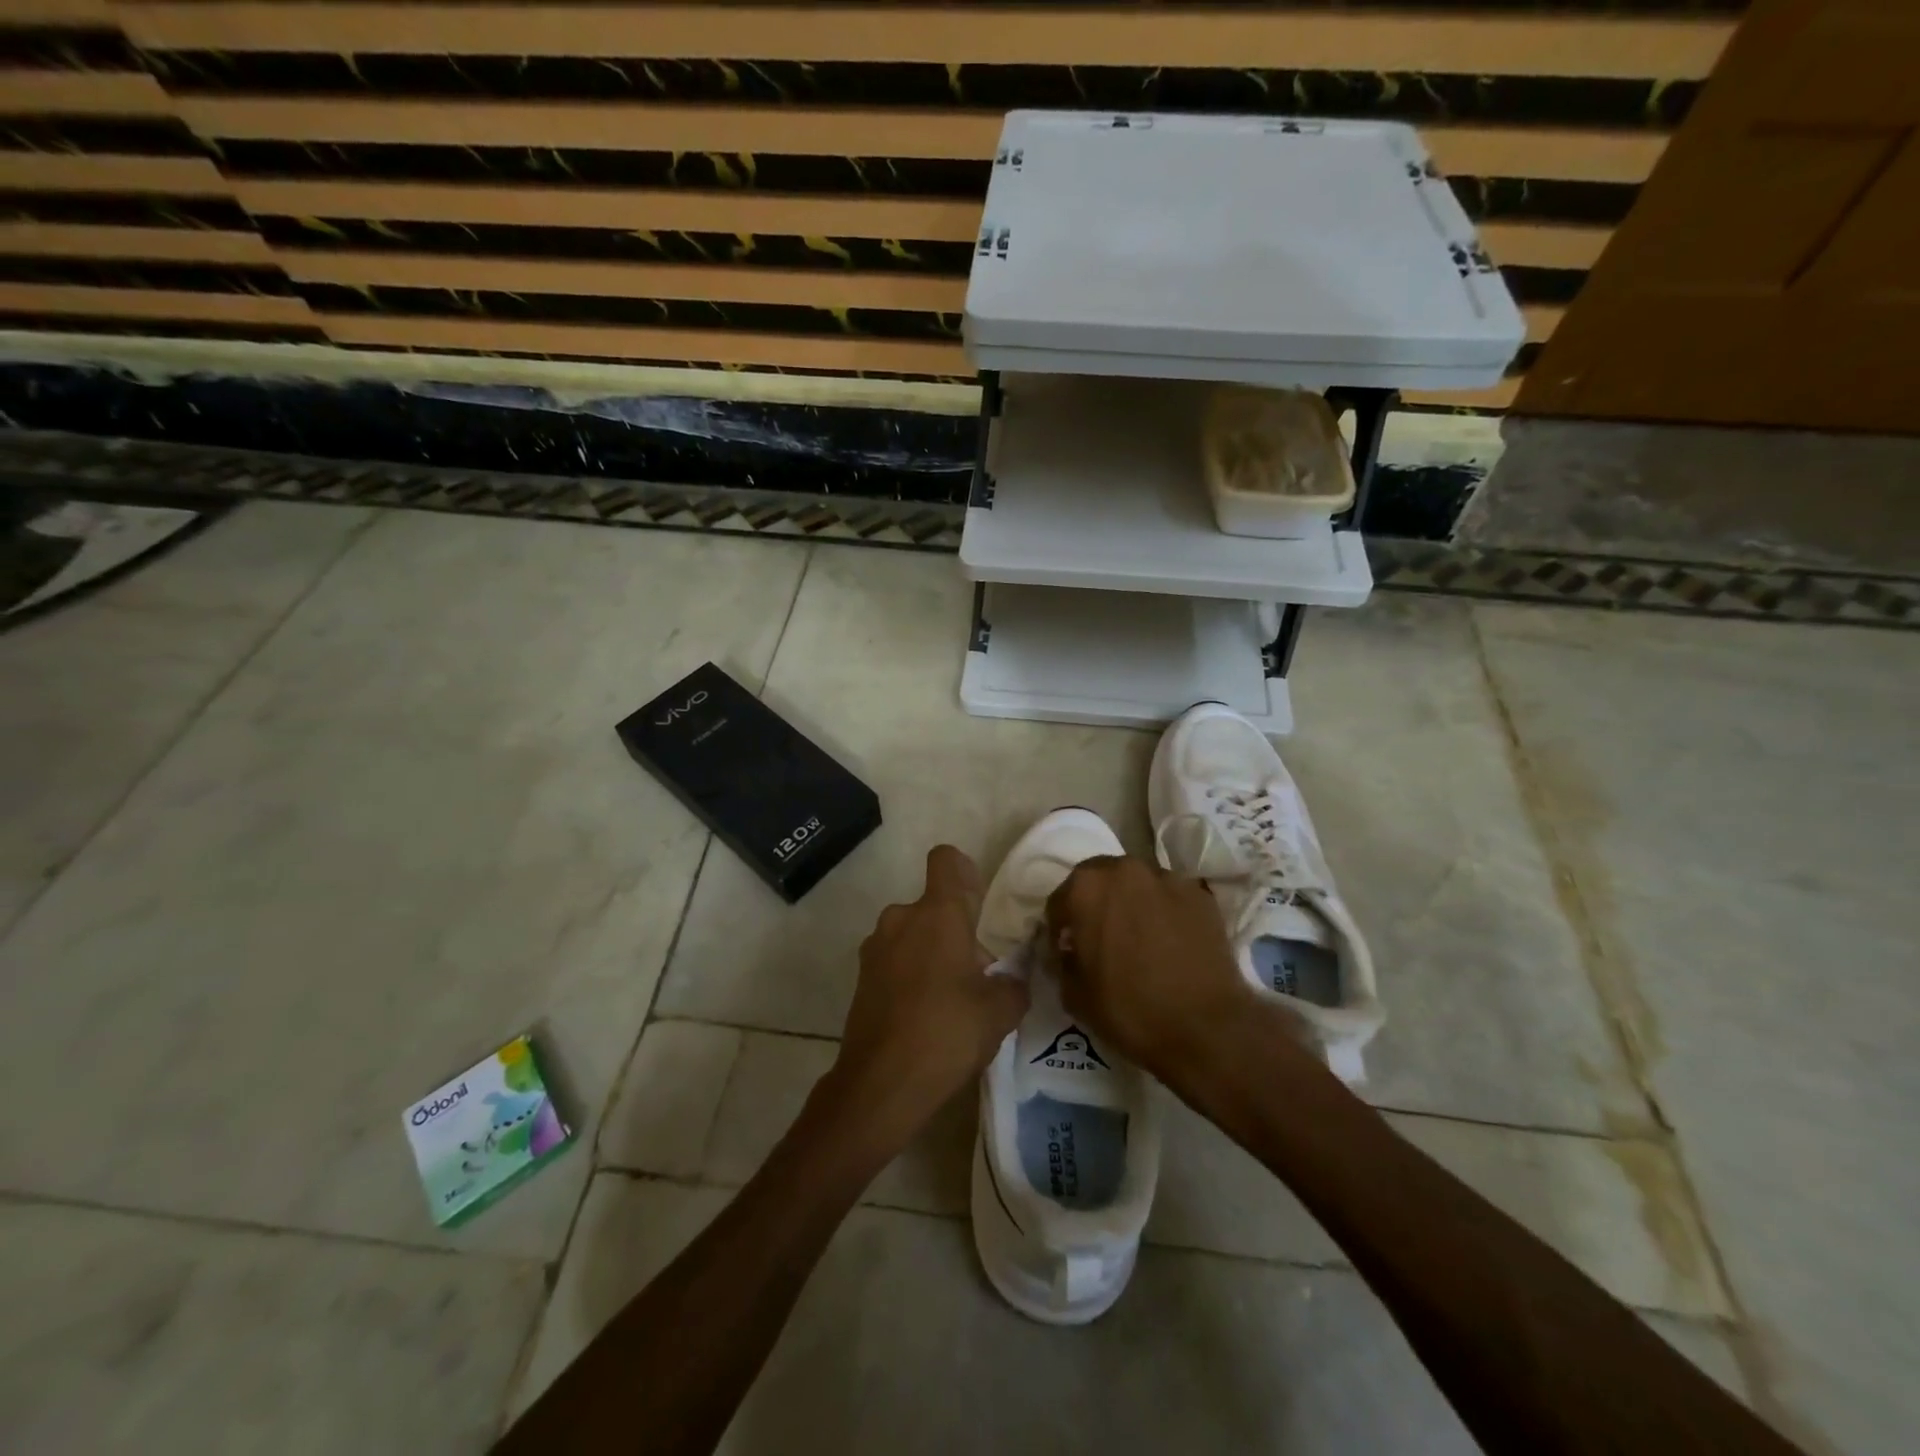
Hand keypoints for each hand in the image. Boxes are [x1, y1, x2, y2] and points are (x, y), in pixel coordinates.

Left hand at [830, 846, 1028, 1149]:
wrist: (880, 1084)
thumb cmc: (946, 1034)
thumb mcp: (1000, 1011)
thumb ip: (1014, 983)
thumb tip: (1013, 977)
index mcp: (937, 914)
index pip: (946, 860)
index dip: (964, 872)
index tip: (978, 905)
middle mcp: (901, 918)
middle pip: (933, 906)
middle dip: (955, 929)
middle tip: (976, 974)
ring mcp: (875, 948)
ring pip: (912, 933)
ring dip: (931, 952)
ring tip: (951, 999)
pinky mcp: (861, 977)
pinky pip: (894, 960)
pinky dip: (910, 974)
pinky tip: (925, 1015)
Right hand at [1045, 855, 1270, 1084]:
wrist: (1207, 1027)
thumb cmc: (1129, 1010)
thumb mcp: (1074, 995)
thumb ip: (1062, 962)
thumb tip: (1069, 952)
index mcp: (1086, 888)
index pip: (1059, 901)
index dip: (1059, 929)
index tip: (1066, 951)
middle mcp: (1125, 870)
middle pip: (1099, 880)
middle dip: (1095, 904)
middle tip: (1100, 939)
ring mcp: (1167, 878)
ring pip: (1136, 885)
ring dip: (1130, 904)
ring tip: (1138, 939)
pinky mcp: (1200, 895)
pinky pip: (1169, 898)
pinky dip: (1163, 912)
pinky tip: (1168, 943)